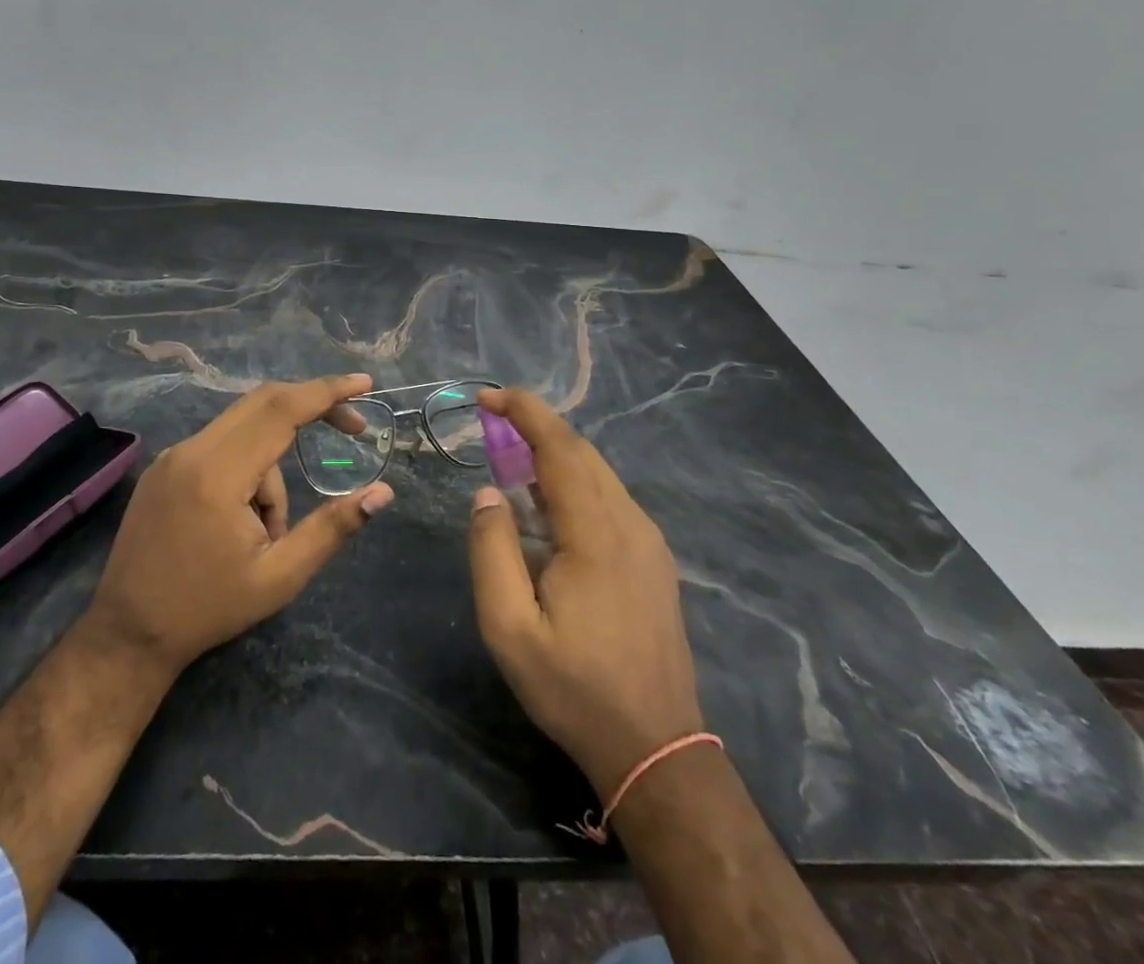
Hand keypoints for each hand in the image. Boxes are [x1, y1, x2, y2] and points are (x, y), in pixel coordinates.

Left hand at [87, 374, 395, 674]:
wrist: (128, 633)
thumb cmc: (209, 609)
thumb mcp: (280, 577)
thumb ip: (333, 528)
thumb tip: (383, 492)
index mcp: (219, 475)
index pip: (281, 410)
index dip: (326, 392)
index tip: (364, 382)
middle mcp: (192, 451)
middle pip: (263, 403)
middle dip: (312, 407)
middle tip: (353, 429)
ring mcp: (173, 456)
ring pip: (244, 431)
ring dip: (272, 467)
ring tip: (267, 534)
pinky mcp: (165, 467)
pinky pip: (221, 446)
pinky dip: (247, 469)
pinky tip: (240, 519)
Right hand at [466, 388, 703, 800]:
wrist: (656, 747)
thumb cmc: (574, 688)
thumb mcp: (509, 628)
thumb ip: (491, 551)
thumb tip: (488, 493)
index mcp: (595, 535)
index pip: (560, 449)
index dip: (525, 412)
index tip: (488, 395)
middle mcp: (630, 524)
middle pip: (582, 452)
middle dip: (536, 424)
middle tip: (491, 419)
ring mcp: (649, 541)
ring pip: (599, 472)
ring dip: (554, 451)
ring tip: (510, 455)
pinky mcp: (654, 558)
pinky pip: (610, 497)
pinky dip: (574, 479)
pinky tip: (548, 502)